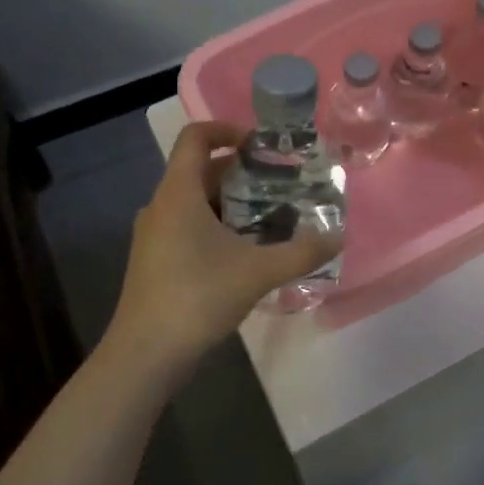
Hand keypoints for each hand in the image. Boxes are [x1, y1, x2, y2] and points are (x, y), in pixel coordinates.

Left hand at [102, 121, 341, 381]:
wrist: (146, 355)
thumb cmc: (197, 298)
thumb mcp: (258, 272)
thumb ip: (301, 252)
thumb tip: (337, 238)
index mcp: (178, 193)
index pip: (195, 137)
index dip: (227, 129)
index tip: (262, 145)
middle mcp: (161, 205)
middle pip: (200, 169)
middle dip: (241, 171)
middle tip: (279, 182)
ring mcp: (154, 234)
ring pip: (195, 200)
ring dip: (231, 200)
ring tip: (270, 215)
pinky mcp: (155, 259)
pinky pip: (188, 224)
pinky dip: (217, 224)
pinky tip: (246, 250)